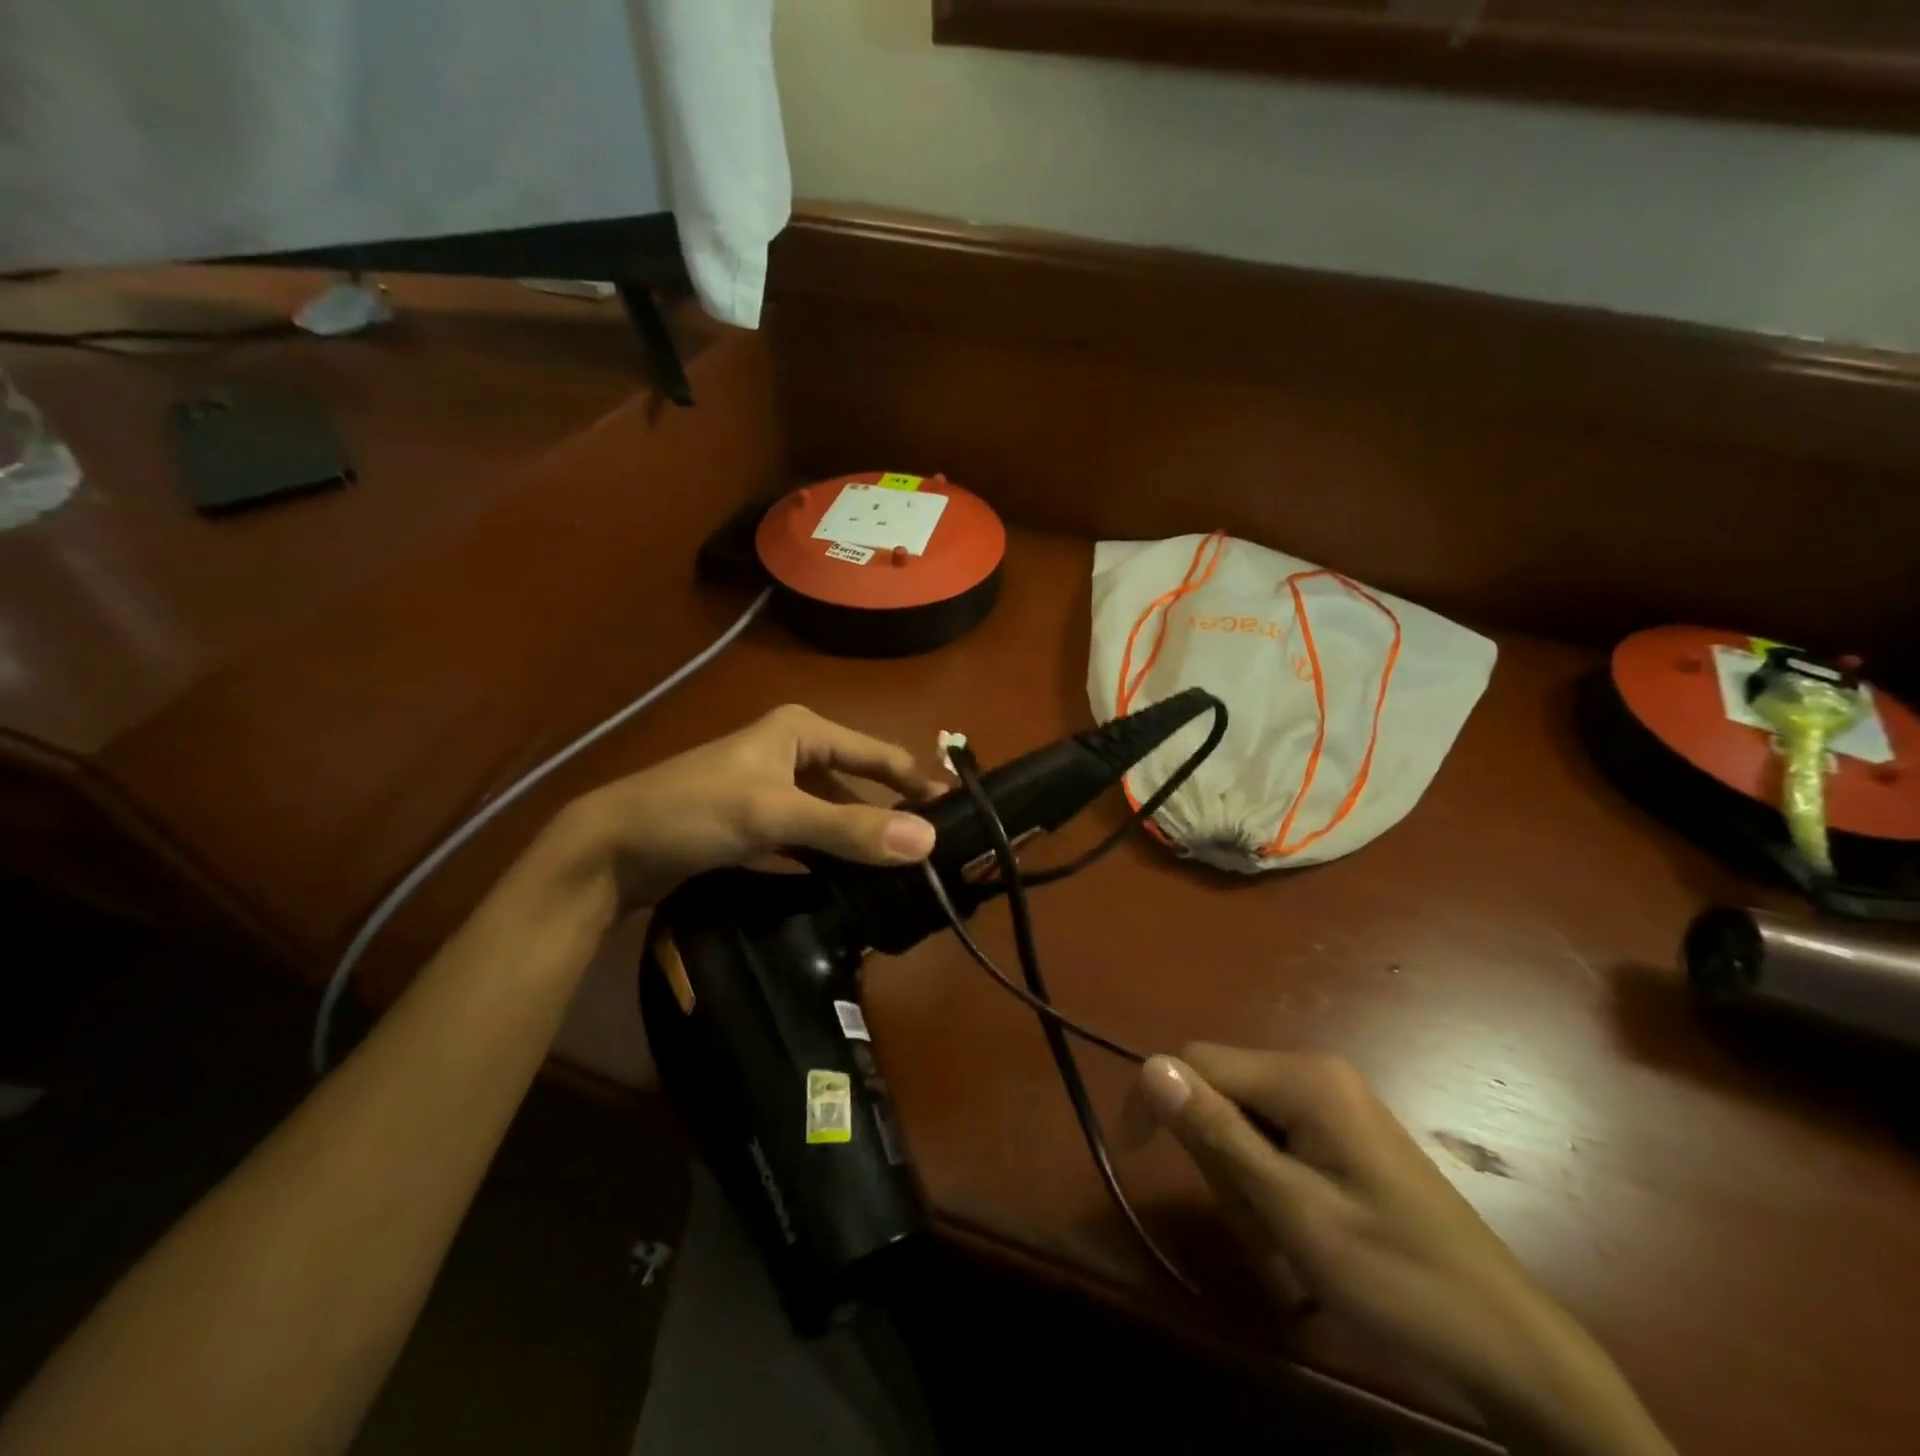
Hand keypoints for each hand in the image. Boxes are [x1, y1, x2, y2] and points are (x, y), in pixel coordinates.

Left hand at [550, 704, 944, 905]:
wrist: (609, 848)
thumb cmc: (694, 810)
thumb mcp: (776, 815)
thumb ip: (850, 827)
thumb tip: (928, 841)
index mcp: (802, 730)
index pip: (878, 755)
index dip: (917, 784)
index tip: (957, 817)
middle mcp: (792, 752)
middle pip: (858, 786)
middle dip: (891, 818)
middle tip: (932, 857)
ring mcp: (772, 790)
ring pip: (834, 815)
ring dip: (861, 842)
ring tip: (902, 876)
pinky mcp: (756, 824)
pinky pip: (809, 838)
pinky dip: (830, 857)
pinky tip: (853, 883)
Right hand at [1140, 1047, 1674, 1455]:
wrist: (1509, 1348)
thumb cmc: (1396, 1278)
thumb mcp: (1293, 1212)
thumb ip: (1218, 1133)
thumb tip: (1150, 1066)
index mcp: (1303, 1078)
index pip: (1197, 1061)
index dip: (1158, 1101)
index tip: (1137, 1155)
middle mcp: (1315, 1073)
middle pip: (1221, 1091)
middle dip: (1218, 1157)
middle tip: (1255, 1226)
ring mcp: (1333, 1102)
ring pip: (1244, 1120)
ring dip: (1244, 1181)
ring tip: (1283, 1241)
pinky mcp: (1343, 1132)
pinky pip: (1276, 1139)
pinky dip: (1270, 1184)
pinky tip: (1300, 1231)